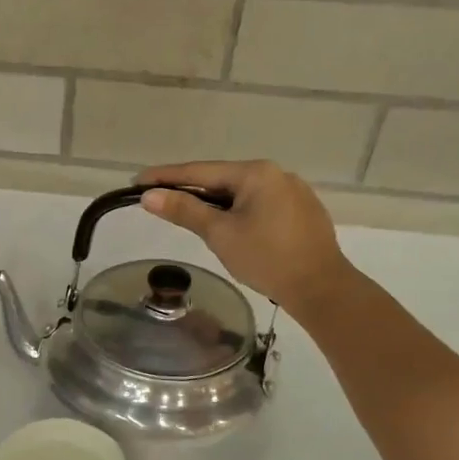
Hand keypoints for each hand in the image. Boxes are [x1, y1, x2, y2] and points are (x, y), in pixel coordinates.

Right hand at [137, 159, 349, 313]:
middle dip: (190, 190)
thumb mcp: (220, 234)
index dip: (165, 177)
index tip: (137, 181)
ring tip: (189, 215)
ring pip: (241, 193)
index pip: (199, 171)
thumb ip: (184, 211)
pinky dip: (237, 211)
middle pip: (221, 179)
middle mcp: (276, 173)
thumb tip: (148, 196)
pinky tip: (229, 227)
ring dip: (214, 202)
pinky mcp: (302, 211)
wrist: (321, 288)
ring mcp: (293, 191)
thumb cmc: (267, 258)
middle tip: (159, 200)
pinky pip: (259, 204)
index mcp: (255, 173)